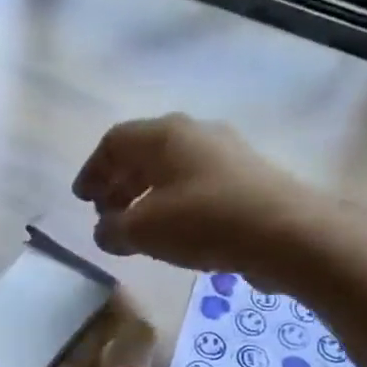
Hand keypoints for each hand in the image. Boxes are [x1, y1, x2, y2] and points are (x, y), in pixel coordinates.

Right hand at [73, 114, 317, 284]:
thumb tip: (106, 231)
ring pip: (171, 169)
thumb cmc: (202, 221)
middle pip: (143, 153)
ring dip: (145, 195)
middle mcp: (194, 133)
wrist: (284, 232)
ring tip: (136, 228)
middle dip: (118, 183)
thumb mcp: (143, 230)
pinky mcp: (245, 178)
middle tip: (105, 214)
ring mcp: (224, 153)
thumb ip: (113, 229)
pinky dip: (172, 203)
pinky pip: (194, 184)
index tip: (83, 200)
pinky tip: (172, 231)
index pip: (114, 142)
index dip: (92, 170)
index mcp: (163, 135)